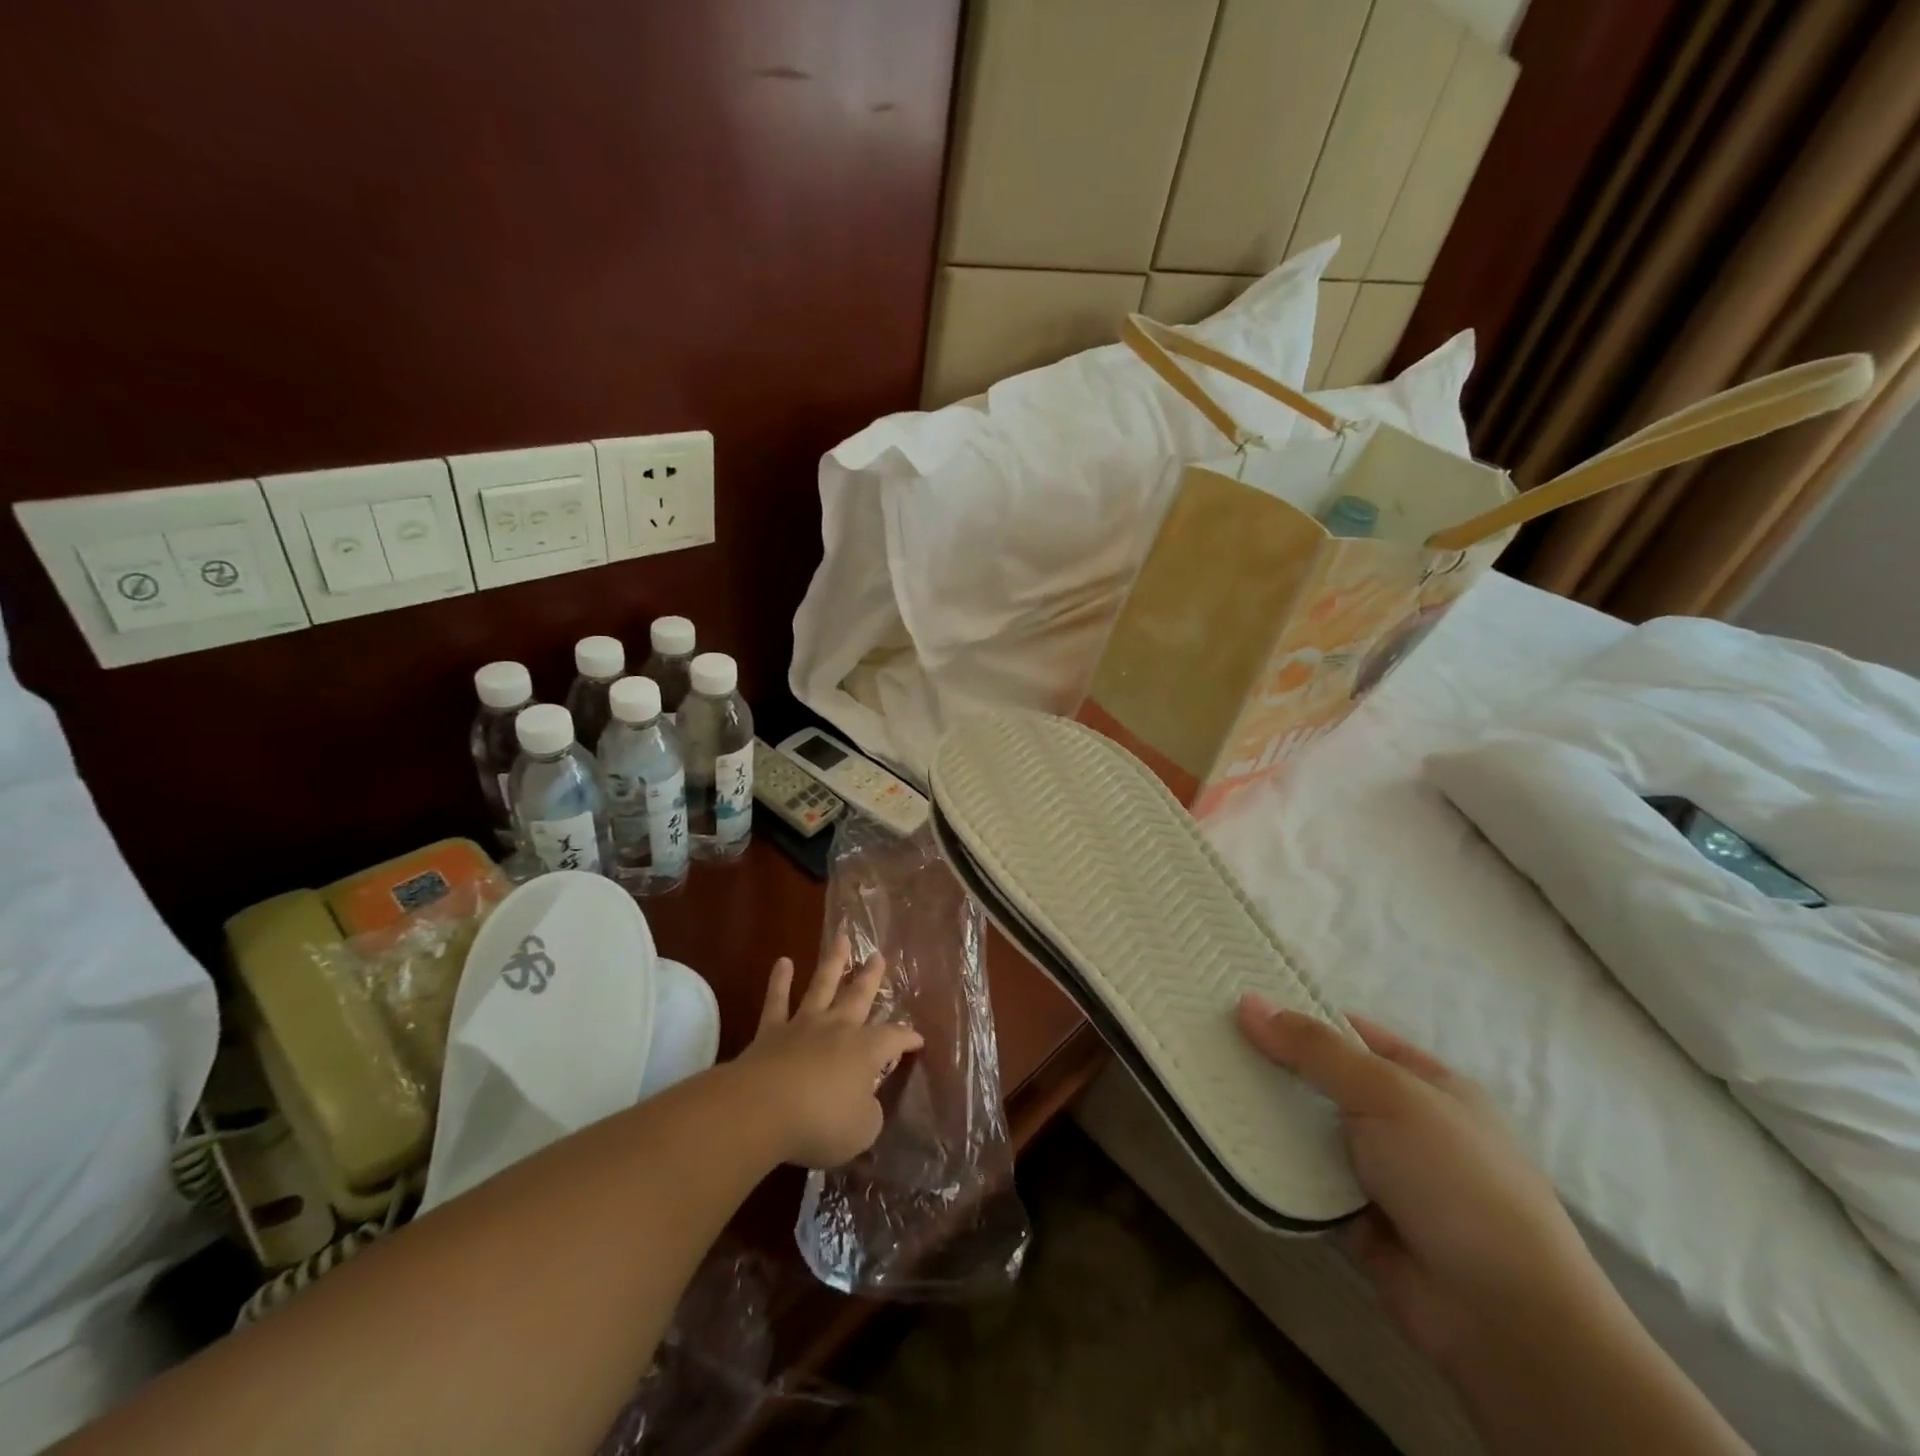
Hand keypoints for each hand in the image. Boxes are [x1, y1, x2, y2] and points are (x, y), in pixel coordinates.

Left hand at [737, 935, 923, 1169]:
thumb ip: (869, 1112)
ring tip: (841, 939)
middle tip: (878, 955)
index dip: (908, 1038)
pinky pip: (777, 1000)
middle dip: (871, 977)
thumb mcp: (861, 1130)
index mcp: (866, 1051)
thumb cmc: (820, 1122)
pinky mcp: (771, 1031)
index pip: (895, 1038)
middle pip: (859, 996)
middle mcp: (838, 1029)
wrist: (762, 1109)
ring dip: (833, 962)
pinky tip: (783, 962)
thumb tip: (867, 1101)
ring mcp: (804, 1025)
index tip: (918, 1040)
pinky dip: (780, 980)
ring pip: (822, 986)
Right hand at [1237, 996, 1609, 1367]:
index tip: (1239, 1001)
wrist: (1504, 1319)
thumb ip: (1315, 1050)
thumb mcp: (1387, 1095)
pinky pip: (1301, 1178)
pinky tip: (1225, 1142)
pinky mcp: (1353, 1218)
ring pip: (1307, 1129)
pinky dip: (1271, 1164)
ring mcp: (1377, 1172)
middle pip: (1322, 1079)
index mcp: (1424, 1082)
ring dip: (1265, 1114)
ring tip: (1204, 1082)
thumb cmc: (1456, 1181)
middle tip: (1207, 1039)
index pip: (1350, 1033)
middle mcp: (1400, 1122)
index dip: (1298, 1015)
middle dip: (1272, 1063)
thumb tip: (1249, 1003)